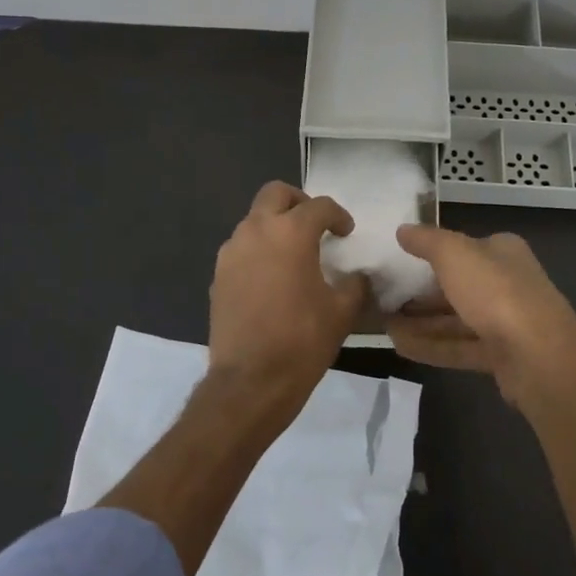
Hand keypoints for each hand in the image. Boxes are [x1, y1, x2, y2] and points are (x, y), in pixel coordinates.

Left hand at [207, 181, 367, 428]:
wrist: (250, 381)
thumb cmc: (302, 341)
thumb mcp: (342, 312)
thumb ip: (355, 284)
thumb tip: (357, 276)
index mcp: (290, 233)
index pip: (319, 206)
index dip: (338, 215)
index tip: (346, 233)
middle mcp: (256, 231)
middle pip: (275, 194)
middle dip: (298, 202)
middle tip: (315, 225)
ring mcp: (231, 252)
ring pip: (254, 220)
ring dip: (275, 226)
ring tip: (293, 254)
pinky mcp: (218, 275)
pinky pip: (241, 248)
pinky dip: (258, 251)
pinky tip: (272, 279)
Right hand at [386, 226, 575, 408]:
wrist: (540, 358)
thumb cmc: (496, 293)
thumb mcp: (454, 254)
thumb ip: (426, 241)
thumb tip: (403, 229)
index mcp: (502, 252)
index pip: (462, 247)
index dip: (430, 253)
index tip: (397, 260)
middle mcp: (507, 283)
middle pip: (457, 285)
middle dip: (420, 292)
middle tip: (383, 296)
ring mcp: (505, 322)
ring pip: (455, 318)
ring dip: (420, 321)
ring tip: (383, 324)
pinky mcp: (500, 356)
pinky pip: (458, 347)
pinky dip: (430, 345)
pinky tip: (398, 346)